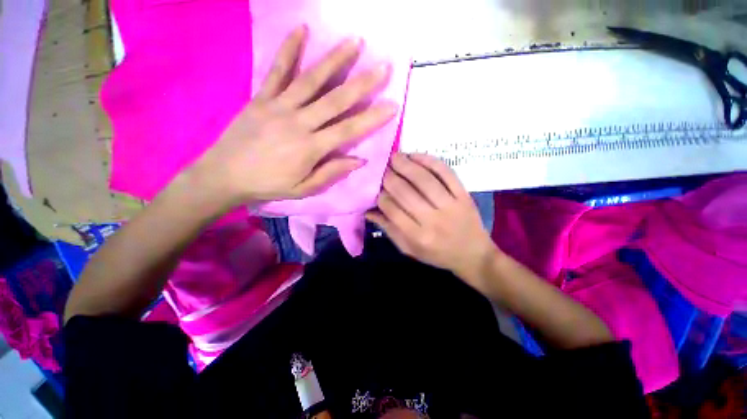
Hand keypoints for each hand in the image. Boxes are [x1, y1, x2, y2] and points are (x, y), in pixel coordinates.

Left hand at [189, 25, 397, 207]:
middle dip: (363, 83)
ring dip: (335, 59)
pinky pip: (277, 70)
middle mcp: (299, 123)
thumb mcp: (304, 188)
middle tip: (384, 67)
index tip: (392, 105)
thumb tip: (359, 160)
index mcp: (311, 148)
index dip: (372, 118)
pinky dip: (290, 49)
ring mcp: (279, 106)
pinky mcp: (262, 97)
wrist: (225, 175)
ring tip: (355, 41)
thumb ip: (331, 173)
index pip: (349, 130)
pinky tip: (303, 30)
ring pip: (312, 80)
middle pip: (336, 100)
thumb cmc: (269, 185)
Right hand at [366, 153, 498, 289]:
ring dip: (406, 165)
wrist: (473, 255)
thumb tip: (368, 211)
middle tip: (382, 168)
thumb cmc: (437, 254)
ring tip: (395, 156)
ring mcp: (450, 206)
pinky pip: (446, 173)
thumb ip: (389, 230)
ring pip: (424, 180)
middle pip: (405, 192)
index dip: (381, 196)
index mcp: (418, 237)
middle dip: (389, 177)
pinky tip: (416, 156)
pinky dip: (430, 161)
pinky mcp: (463, 195)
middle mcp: (433, 220)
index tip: (376, 188)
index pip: (392, 210)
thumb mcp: (409, 249)